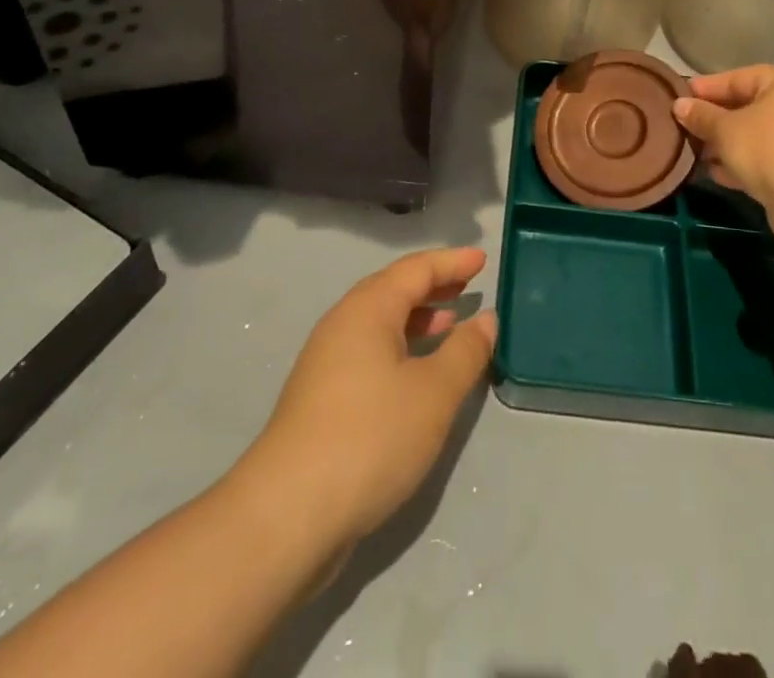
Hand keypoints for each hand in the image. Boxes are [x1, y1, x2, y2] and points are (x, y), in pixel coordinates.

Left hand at [254, 248, 496, 545]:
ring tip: (450, 326)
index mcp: (368, 309)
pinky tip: (417, 376)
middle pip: (393, 291)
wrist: (287, 515)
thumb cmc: (370, 437)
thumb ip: (465, 351)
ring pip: (380, 324)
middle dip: (433, 286)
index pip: (416, 269)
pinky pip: (370, 353)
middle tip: (467, 286)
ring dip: (417, 319)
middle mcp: (343, 325)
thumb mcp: (434, 392)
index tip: (481, 258)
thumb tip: (485, 318)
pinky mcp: (321, 400)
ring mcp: (326, 363)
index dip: (451, 262)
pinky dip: (401, 349)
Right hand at [673, 66, 773, 240]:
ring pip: (756, 135)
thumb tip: (679, 106)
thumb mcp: (726, 129)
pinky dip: (742, 162)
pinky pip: (766, 158)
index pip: (739, 77)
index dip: (707, 88)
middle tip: (684, 126)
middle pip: (748, 106)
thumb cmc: (769, 148)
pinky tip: (715, 172)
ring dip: (725, 144)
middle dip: (715, 119)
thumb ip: (701, 115)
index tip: (679, 97)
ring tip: (694, 152)